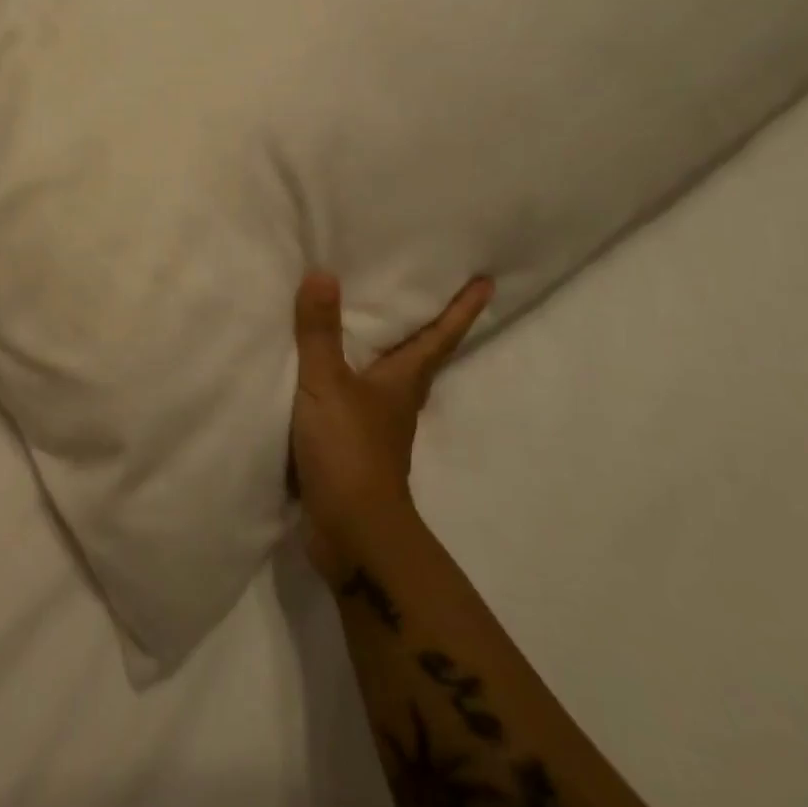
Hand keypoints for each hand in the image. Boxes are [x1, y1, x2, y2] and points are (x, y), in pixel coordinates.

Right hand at [289, 272, 493, 581]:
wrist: (351, 532)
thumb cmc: (349, 450)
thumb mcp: (327, 384)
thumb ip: (320, 332)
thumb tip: (323, 274)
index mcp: (402, 382)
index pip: (439, 337)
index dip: (462, 309)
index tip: (487, 283)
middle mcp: (398, 401)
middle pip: (422, 358)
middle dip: (429, 328)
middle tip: (429, 294)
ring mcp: (379, 428)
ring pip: (391, 380)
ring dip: (390, 354)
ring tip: (374, 326)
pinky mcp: (355, 448)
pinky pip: (358, 400)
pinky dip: (352, 380)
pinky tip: (330, 374)